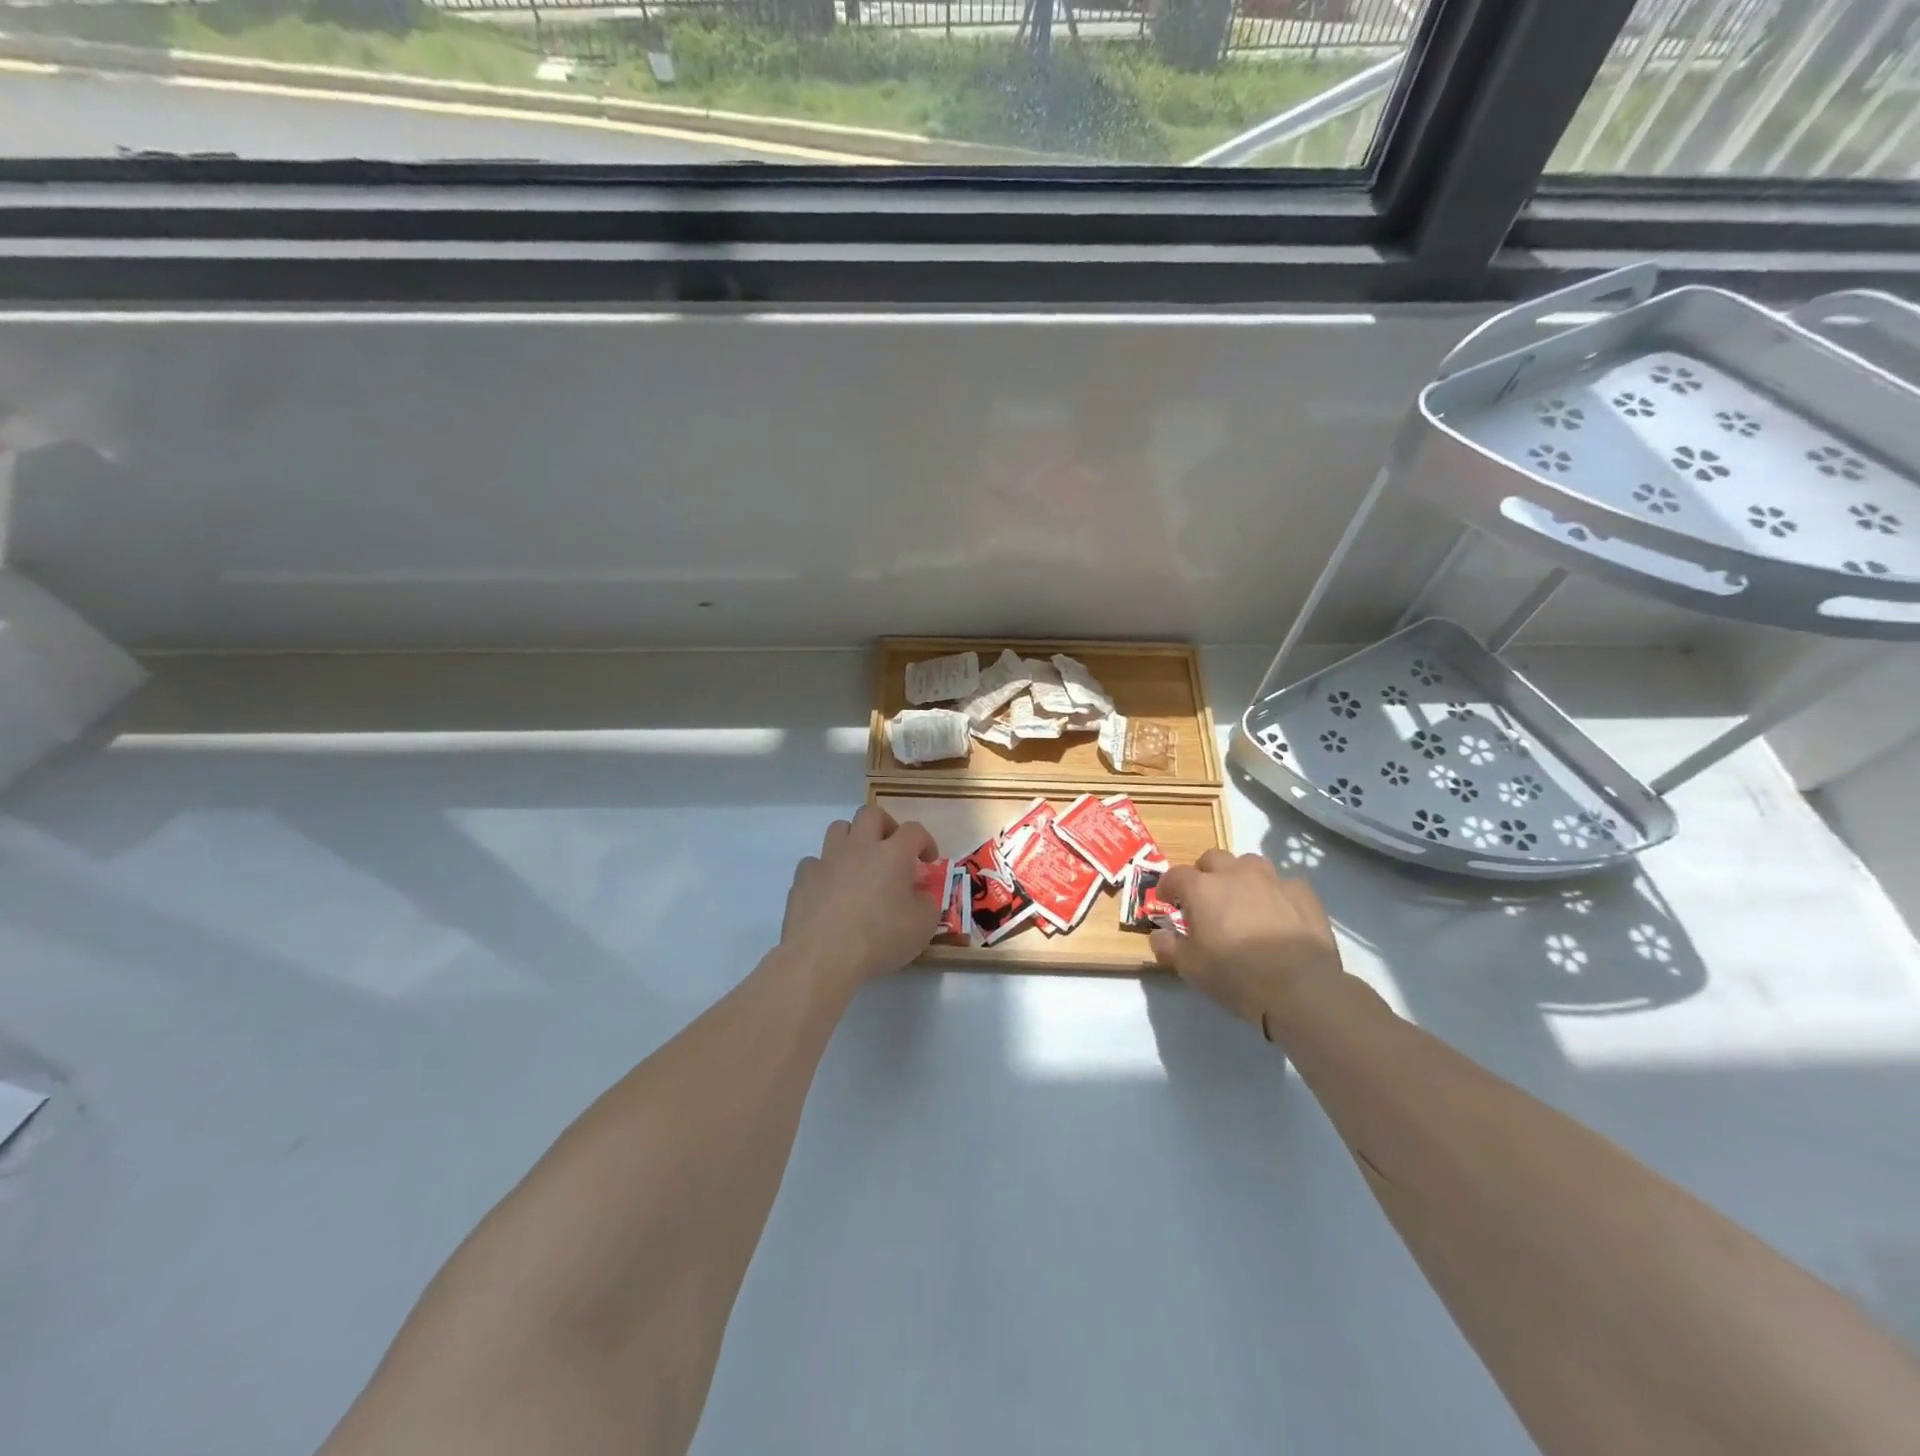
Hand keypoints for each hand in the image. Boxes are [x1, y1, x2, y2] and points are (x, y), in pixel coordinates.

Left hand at [781, 804, 942, 988]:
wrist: (822, 958)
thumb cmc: (880, 939)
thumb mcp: (922, 928)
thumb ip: (928, 905)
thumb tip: (921, 896)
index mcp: (892, 854)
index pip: (914, 830)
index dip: (924, 841)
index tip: (928, 860)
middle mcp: (859, 847)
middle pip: (870, 813)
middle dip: (885, 824)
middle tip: (892, 847)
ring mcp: (827, 860)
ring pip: (838, 829)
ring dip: (852, 839)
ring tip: (859, 863)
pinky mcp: (802, 878)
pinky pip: (814, 862)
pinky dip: (825, 870)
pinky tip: (830, 890)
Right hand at [1150, 851, 1344, 1036]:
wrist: (1299, 987)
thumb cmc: (1235, 975)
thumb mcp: (1190, 968)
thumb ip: (1168, 946)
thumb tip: (1158, 935)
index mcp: (1202, 888)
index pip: (1175, 875)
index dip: (1168, 887)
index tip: (1168, 902)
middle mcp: (1235, 874)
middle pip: (1213, 858)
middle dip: (1205, 873)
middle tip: (1206, 898)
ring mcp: (1272, 880)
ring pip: (1250, 863)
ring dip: (1241, 876)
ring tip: (1243, 900)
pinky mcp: (1303, 893)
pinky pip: (1284, 883)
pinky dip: (1277, 893)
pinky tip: (1280, 913)